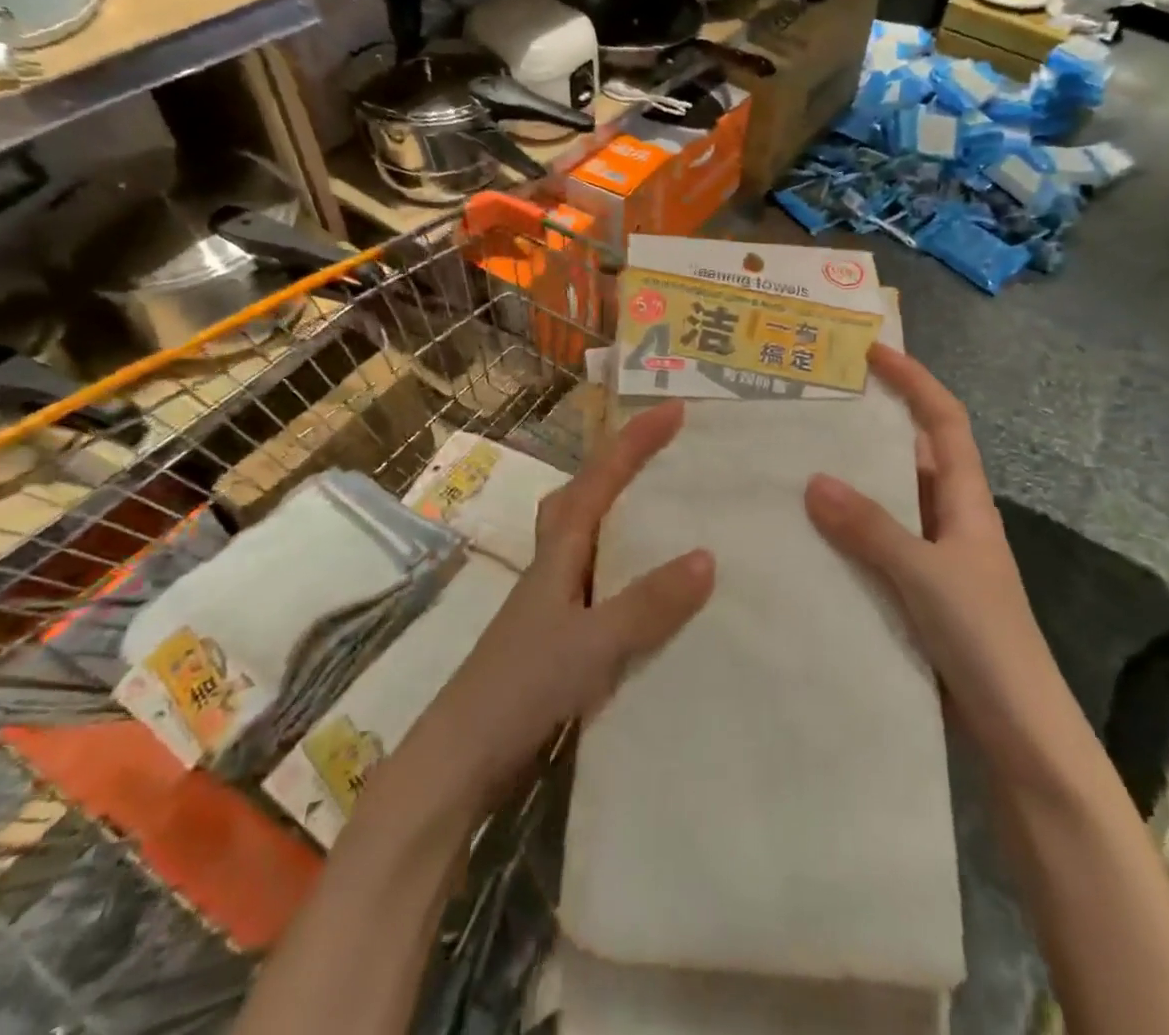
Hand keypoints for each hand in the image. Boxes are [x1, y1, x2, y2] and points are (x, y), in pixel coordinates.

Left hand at [407, 401, 714, 810]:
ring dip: (623, 512)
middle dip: (621, 465)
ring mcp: (553, 601)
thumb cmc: (521, 688)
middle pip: (584, 495)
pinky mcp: (558, 634)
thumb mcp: (593, 644)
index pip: (601, 479)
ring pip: (591, 536)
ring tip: (668, 509)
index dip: (636, 441)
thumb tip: (708, 555)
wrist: (461, 760)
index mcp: (559, 551)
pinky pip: (601, 579)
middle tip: (665, 453)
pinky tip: (653, 591)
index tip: (675, 409)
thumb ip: (648, 603)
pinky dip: (628, 568)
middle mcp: (554, 565)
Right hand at [804, 344, 1058, 780]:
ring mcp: (935, 557)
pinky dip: (848, 532)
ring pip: (890, 502)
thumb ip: (873, 529)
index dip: (914, 380)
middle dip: (871, 424)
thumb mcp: (927, 576)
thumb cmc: (985, 641)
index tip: (872, 350)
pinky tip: (807, 535)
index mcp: (967, 501)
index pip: (945, 420)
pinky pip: (878, 545)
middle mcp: (952, 519)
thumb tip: (814, 479)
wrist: (1020, 734)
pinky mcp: (918, 593)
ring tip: (796, 459)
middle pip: (913, 454)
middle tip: (815, 405)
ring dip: (853, 481)